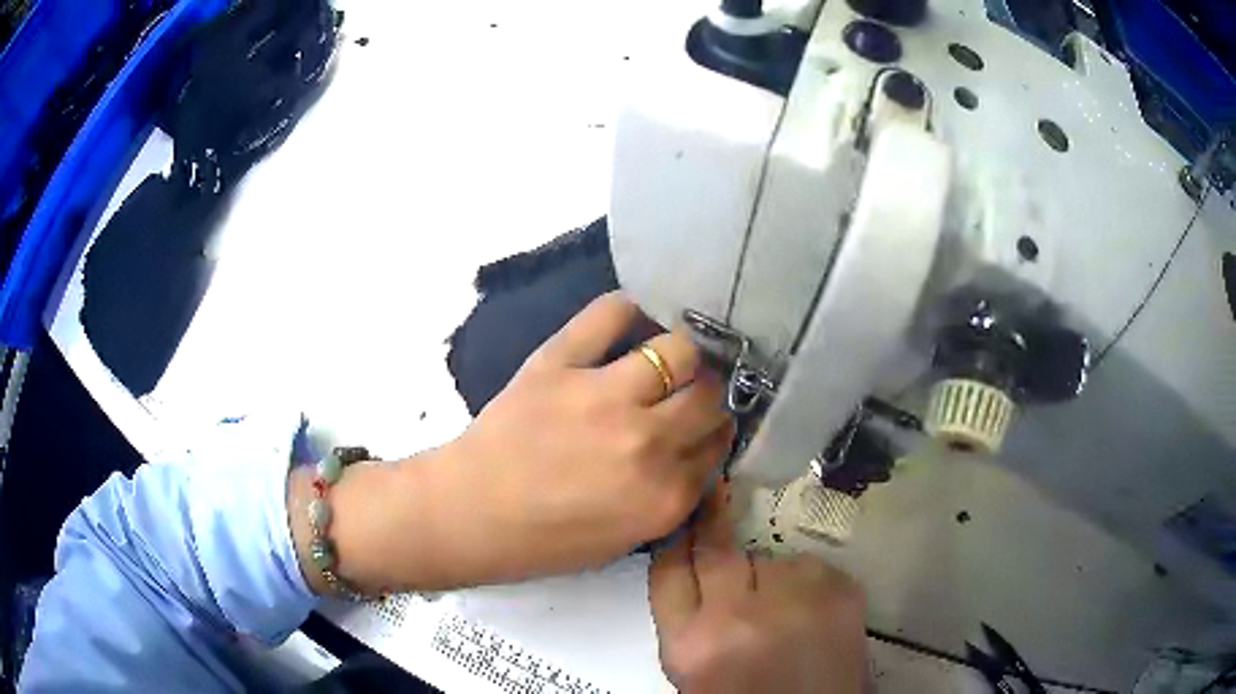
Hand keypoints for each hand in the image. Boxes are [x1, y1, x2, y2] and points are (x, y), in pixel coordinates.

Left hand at [418, 292, 733, 586]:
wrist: (468, 514)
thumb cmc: (543, 540)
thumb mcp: (624, 540)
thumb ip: (669, 497)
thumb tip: (693, 448)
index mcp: (665, 495)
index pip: (719, 443)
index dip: (713, 432)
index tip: (702, 426)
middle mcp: (648, 442)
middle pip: (711, 396)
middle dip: (707, 394)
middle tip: (686, 393)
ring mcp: (604, 396)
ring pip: (680, 351)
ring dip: (680, 356)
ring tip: (662, 361)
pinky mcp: (560, 362)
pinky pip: (611, 314)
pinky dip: (628, 311)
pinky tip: (630, 323)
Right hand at [649, 488, 867, 693]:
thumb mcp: (694, 669)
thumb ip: (688, 618)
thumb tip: (691, 558)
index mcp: (690, 646)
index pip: (669, 570)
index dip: (676, 536)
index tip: (685, 511)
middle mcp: (737, 617)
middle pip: (718, 550)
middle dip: (714, 523)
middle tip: (718, 495)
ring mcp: (795, 602)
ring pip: (771, 559)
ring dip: (769, 574)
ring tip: (781, 609)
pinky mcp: (841, 592)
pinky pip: (811, 566)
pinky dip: (807, 582)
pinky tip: (811, 613)